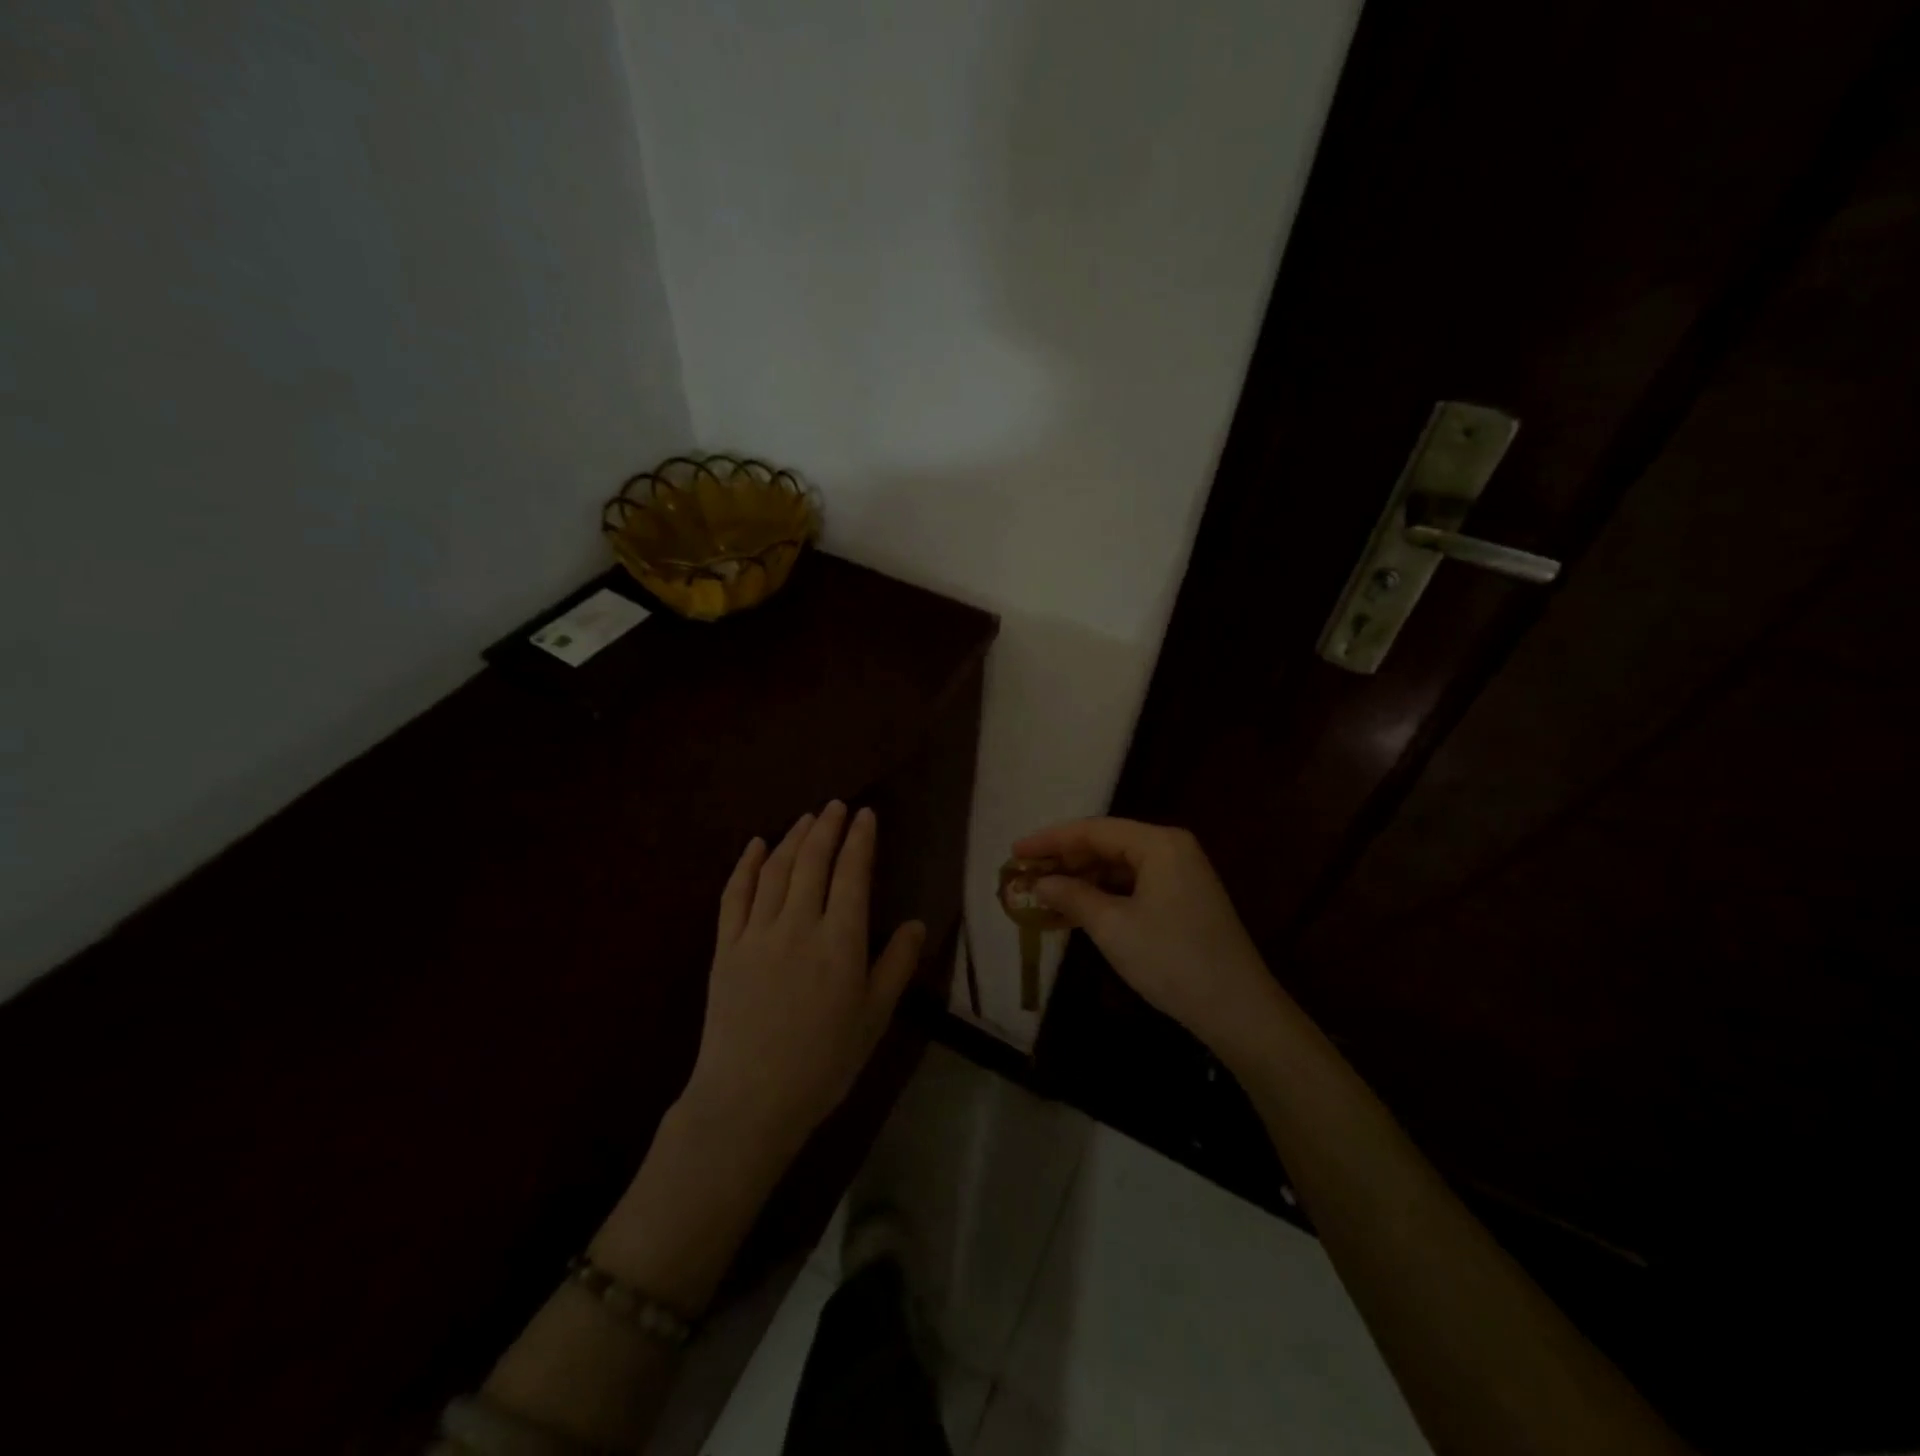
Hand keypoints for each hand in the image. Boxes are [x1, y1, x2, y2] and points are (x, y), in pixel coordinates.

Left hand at [682, 802, 925, 1159]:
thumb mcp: (874, 1018)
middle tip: (836, 805)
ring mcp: (756, 934)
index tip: (866, 815)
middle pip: (813, 862)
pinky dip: (746, 865)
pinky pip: (734, 895)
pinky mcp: (724, 948)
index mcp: (840, 942)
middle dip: (827, 828)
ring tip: (806, 818)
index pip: (852, 875)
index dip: (859, 840)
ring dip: (792, 838)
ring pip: (776, 871)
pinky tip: (755, 845)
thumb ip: (896, 966)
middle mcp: (798, 926)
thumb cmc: (823, 1064)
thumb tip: (917, 923)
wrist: (749, 1101)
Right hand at [1012, 818, 1281, 1062]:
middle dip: (1064, 861)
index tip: (1015, 851)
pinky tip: (1076, 911)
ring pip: (1118, 867)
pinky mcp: (1183, 899)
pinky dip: (1104, 896)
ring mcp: (1180, 874)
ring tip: (1043, 894)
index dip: (1050, 840)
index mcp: (1158, 844)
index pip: (1093, 830)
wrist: (1238, 1009)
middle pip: (1106, 844)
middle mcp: (1171, 849)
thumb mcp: (1112, 927)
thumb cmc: (1171, 959)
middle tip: (1025, 875)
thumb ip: (1072, 896)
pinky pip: (1133, 886)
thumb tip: (1038, 883)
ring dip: (1082, 880)